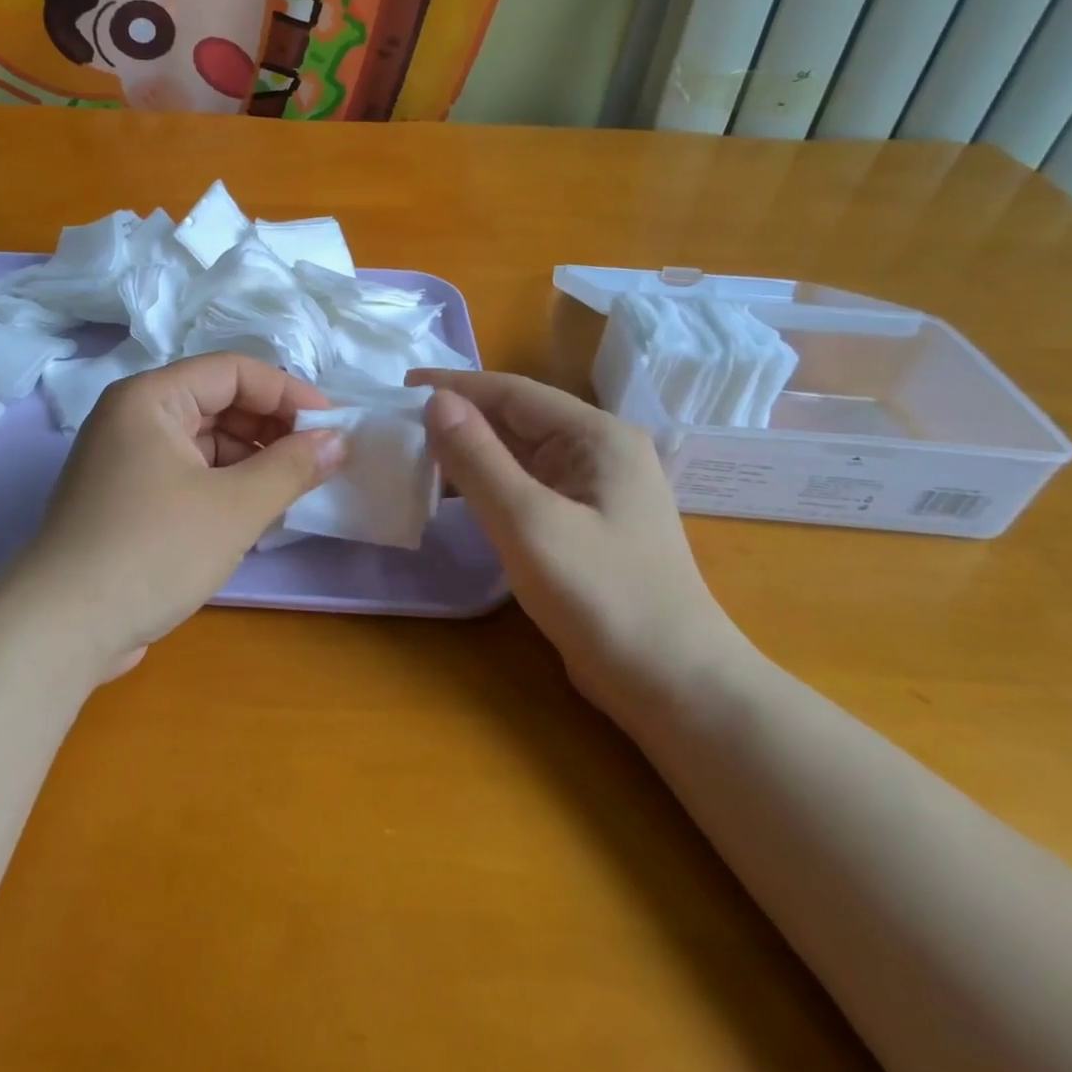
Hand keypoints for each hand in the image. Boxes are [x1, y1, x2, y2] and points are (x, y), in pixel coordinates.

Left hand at [7, 354, 343, 667]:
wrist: (62, 629)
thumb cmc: (153, 551)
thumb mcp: (235, 507)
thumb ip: (292, 467)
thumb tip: (338, 441)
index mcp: (151, 398)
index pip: (233, 372)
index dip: (287, 394)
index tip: (333, 427)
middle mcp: (133, 417)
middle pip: (218, 402)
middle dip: (272, 429)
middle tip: (319, 461)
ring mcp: (127, 459)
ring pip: (206, 441)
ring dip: (252, 460)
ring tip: (293, 489)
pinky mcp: (128, 498)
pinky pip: (189, 472)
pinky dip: (226, 485)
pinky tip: (256, 511)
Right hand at [408, 369, 747, 718]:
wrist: (673, 685)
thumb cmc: (603, 597)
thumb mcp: (529, 523)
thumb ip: (478, 459)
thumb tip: (435, 401)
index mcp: (597, 436)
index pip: (513, 392)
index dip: (454, 387)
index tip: (399, 387)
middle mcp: (599, 451)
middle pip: (516, 419)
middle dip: (458, 419)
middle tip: (398, 426)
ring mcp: (594, 489)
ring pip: (518, 455)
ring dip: (469, 453)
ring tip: (414, 456)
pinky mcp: (584, 523)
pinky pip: (526, 487)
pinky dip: (487, 485)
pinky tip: (453, 496)